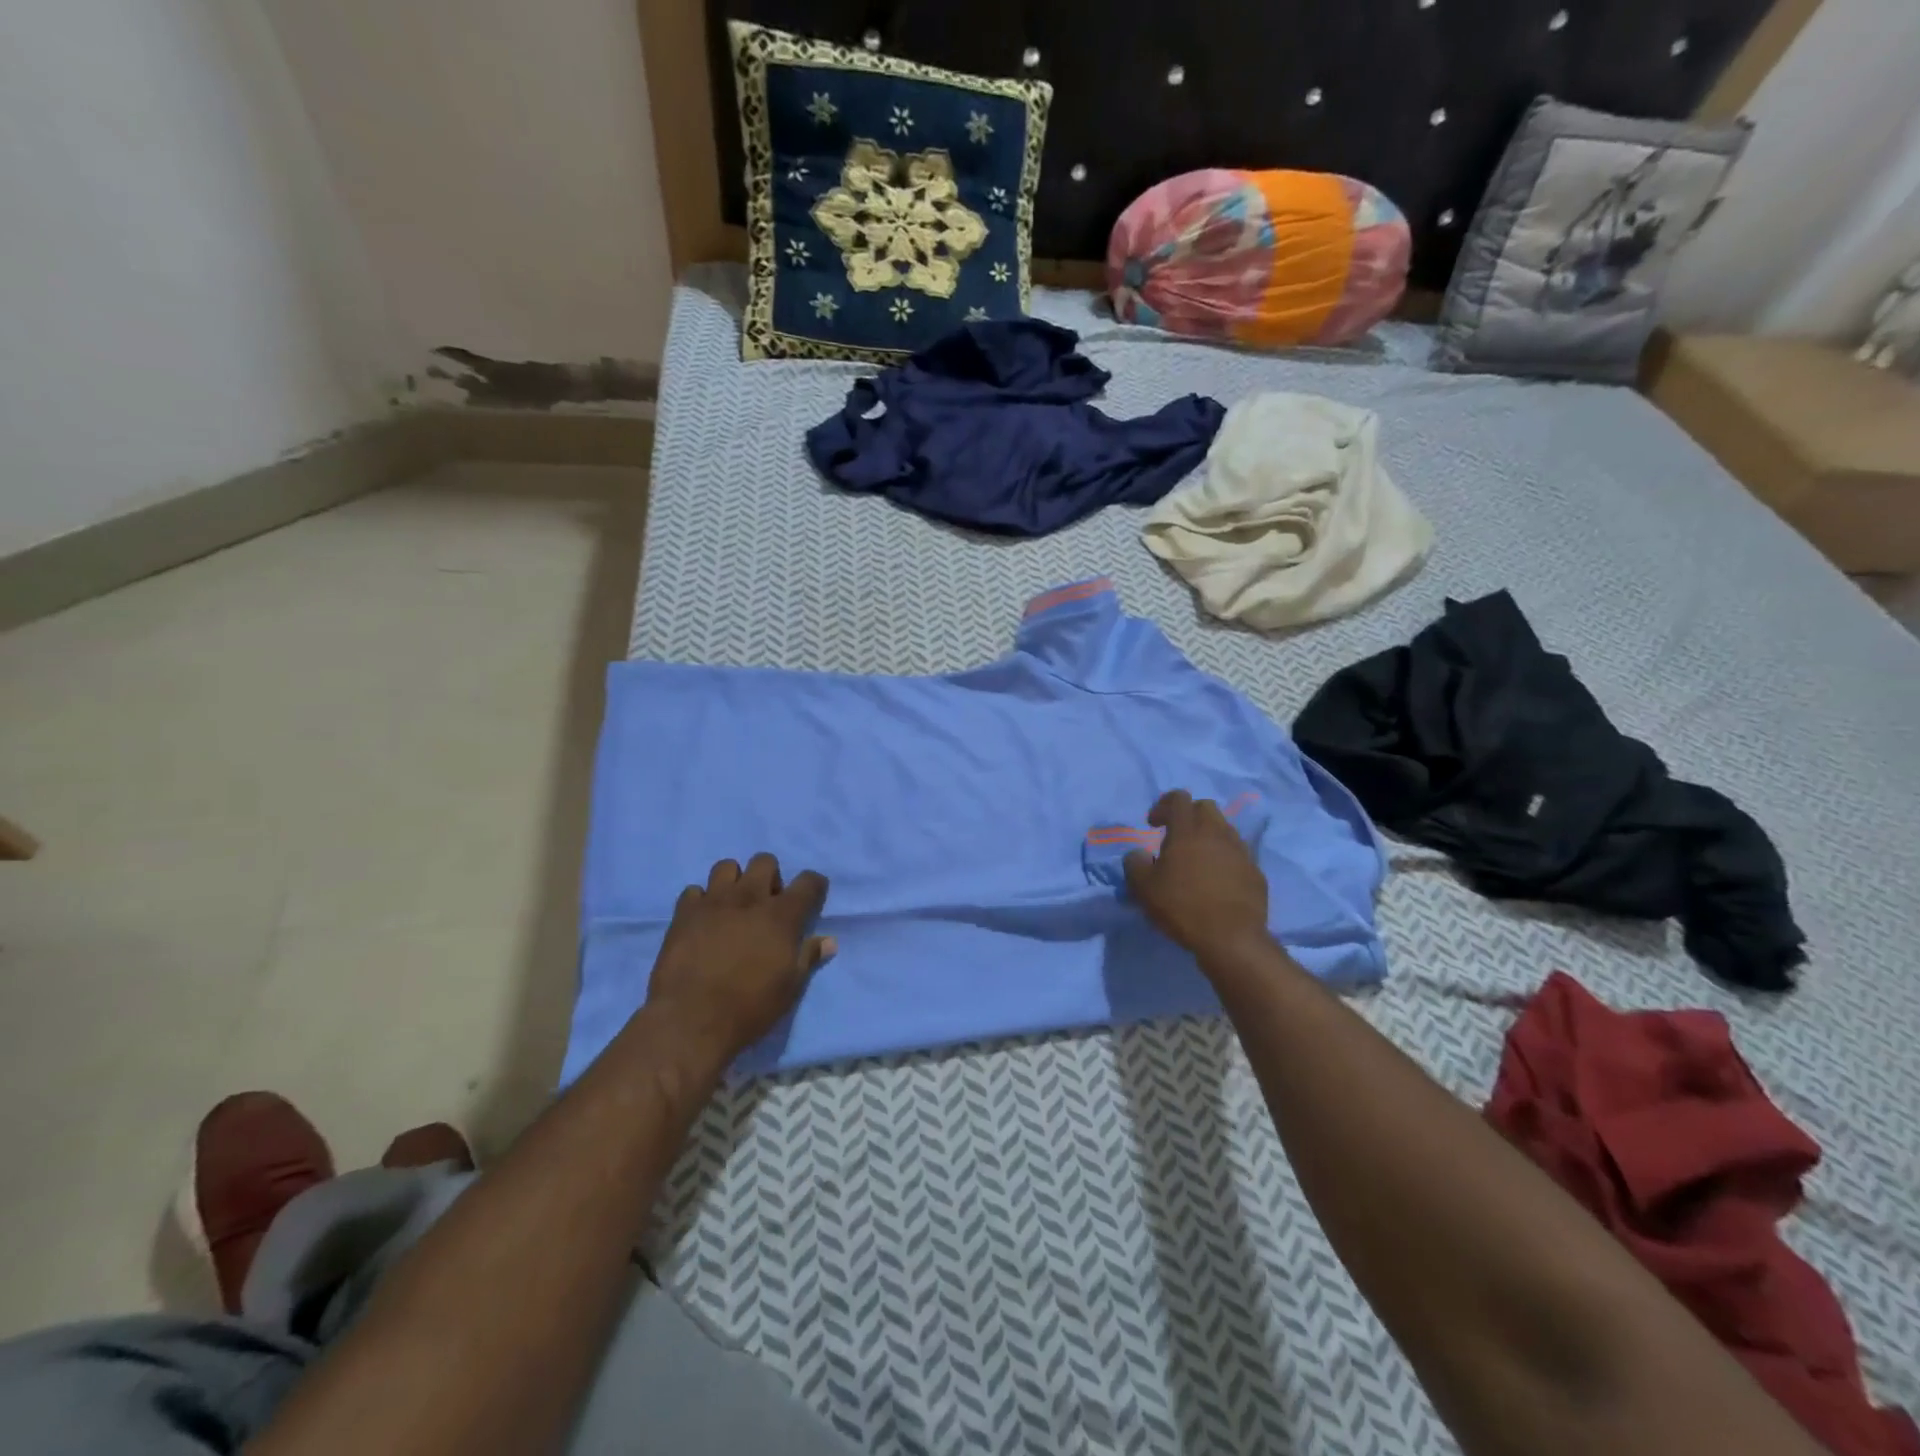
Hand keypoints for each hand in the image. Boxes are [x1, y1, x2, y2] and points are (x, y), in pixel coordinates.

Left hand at [645, 854, 833, 1059]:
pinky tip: (703, 921)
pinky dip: (701, 901)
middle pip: (765, 861)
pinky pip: (694, 891)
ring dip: (734, 881)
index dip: (814, 886)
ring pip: (726, 866)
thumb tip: (829, 941)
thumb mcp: (790, 988)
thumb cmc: (749, 1007)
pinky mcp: (684, 913)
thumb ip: (809, 957)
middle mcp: (749, 898)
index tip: (811, 898)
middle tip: (766, 905)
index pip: (808, 882)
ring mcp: (713, 902)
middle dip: (770, 877)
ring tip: (732, 906)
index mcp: (781, 916)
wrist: (691, 1021)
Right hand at [1124, 790, 1270, 964]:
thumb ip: (1135, 864)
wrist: (1232, 939)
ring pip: (1224, 829)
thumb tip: (1138, 853)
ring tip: (1196, 859)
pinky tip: (1216, 879)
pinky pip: (1237, 853)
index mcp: (1188, 831)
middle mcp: (1217, 833)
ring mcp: (1240, 851)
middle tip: (1175, 836)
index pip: (1178, 798)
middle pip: (1205, 807)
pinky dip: (1224, 857)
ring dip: (1208, 835)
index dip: (1163, 805)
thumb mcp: (1144, 888)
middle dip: (1188, 815)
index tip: (1152, 824)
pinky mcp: (1255, 871)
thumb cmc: (1182, 907)